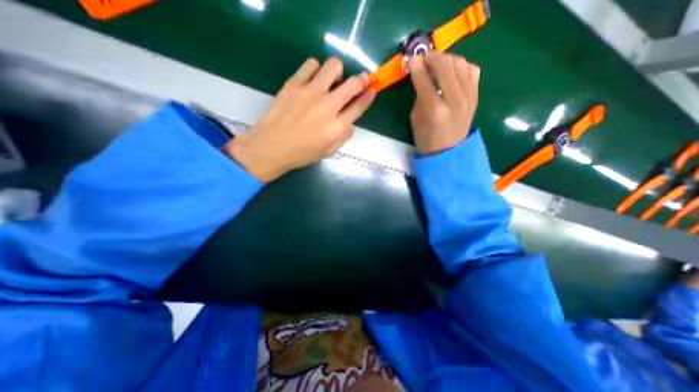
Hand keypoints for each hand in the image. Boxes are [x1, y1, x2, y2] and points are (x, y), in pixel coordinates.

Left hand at [224, 56, 377, 181]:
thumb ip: (343, 136)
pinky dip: (316, 69)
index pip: (359, 106)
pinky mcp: (294, 83)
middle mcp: (328, 106)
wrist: (271, 147)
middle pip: (353, 83)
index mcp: (337, 127)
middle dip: (360, 80)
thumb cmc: (302, 154)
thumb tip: (350, 120)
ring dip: (337, 73)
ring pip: (334, 66)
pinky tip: (312, 80)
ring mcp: (311, 92)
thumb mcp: (328, 151)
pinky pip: (311, 64)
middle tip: (357, 82)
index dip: (368, 96)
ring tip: (330, 82)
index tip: (372, 91)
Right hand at [411, 51, 481, 155]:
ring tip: (437, 64)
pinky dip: (461, 66)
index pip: (424, 81)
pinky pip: (472, 70)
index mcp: (435, 110)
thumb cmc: (426, 137)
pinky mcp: (476, 96)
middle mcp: (454, 100)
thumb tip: (421, 74)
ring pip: (460, 64)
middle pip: (445, 66)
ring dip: (447, 59)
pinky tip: (453, 71)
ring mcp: (468, 97)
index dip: (417, 67)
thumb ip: (419, 95)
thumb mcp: (415, 118)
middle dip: (432, 57)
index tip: (411, 59)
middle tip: (424, 59)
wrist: (447, 151)